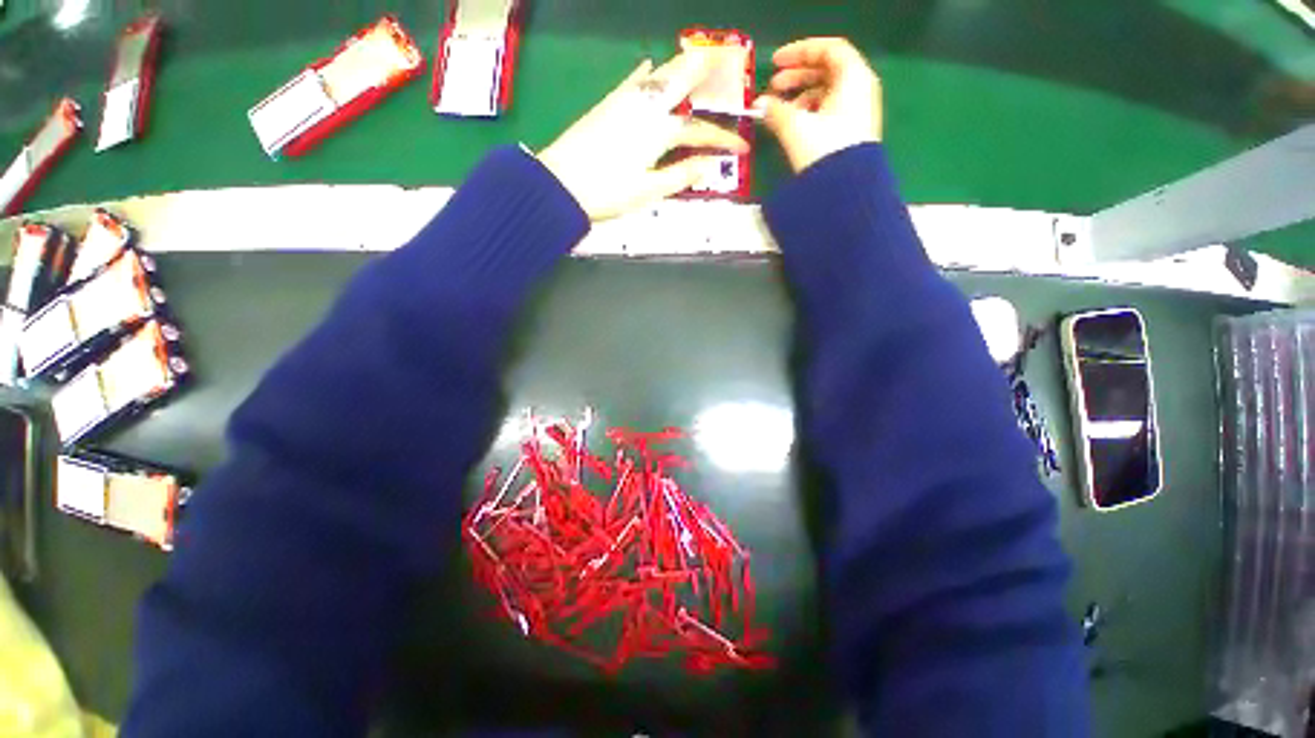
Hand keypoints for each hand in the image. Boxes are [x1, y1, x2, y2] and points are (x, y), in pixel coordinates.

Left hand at [538, 53, 749, 220]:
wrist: (560, 184)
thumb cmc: (607, 192)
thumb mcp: (648, 191)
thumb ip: (680, 176)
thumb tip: (709, 165)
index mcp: (658, 132)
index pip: (699, 132)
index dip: (723, 140)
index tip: (743, 148)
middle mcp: (644, 108)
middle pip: (680, 84)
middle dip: (704, 72)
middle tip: (725, 59)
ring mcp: (624, 103)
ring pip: (658, 78)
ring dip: (679, 67)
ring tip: (696, 57)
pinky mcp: (607, 105)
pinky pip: (630, 83)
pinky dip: (642, 74)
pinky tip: (647, 64)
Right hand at [755, 38, 882, 172]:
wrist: (845, 190)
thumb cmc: (823, 149)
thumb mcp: (796, 127)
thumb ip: (775, 110)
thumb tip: (759, 105)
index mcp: (853, 77)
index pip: (828, 49)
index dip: (800, 51)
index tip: (775, 63)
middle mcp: (860, 88)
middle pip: (828, 70)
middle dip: (797, 76)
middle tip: (773, 87)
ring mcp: (858, 111)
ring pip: (827, 92)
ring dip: (801, 96)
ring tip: (779, 111)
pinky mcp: (852, 132)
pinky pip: (830, 111)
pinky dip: (810, 111)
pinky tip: (794, 125)